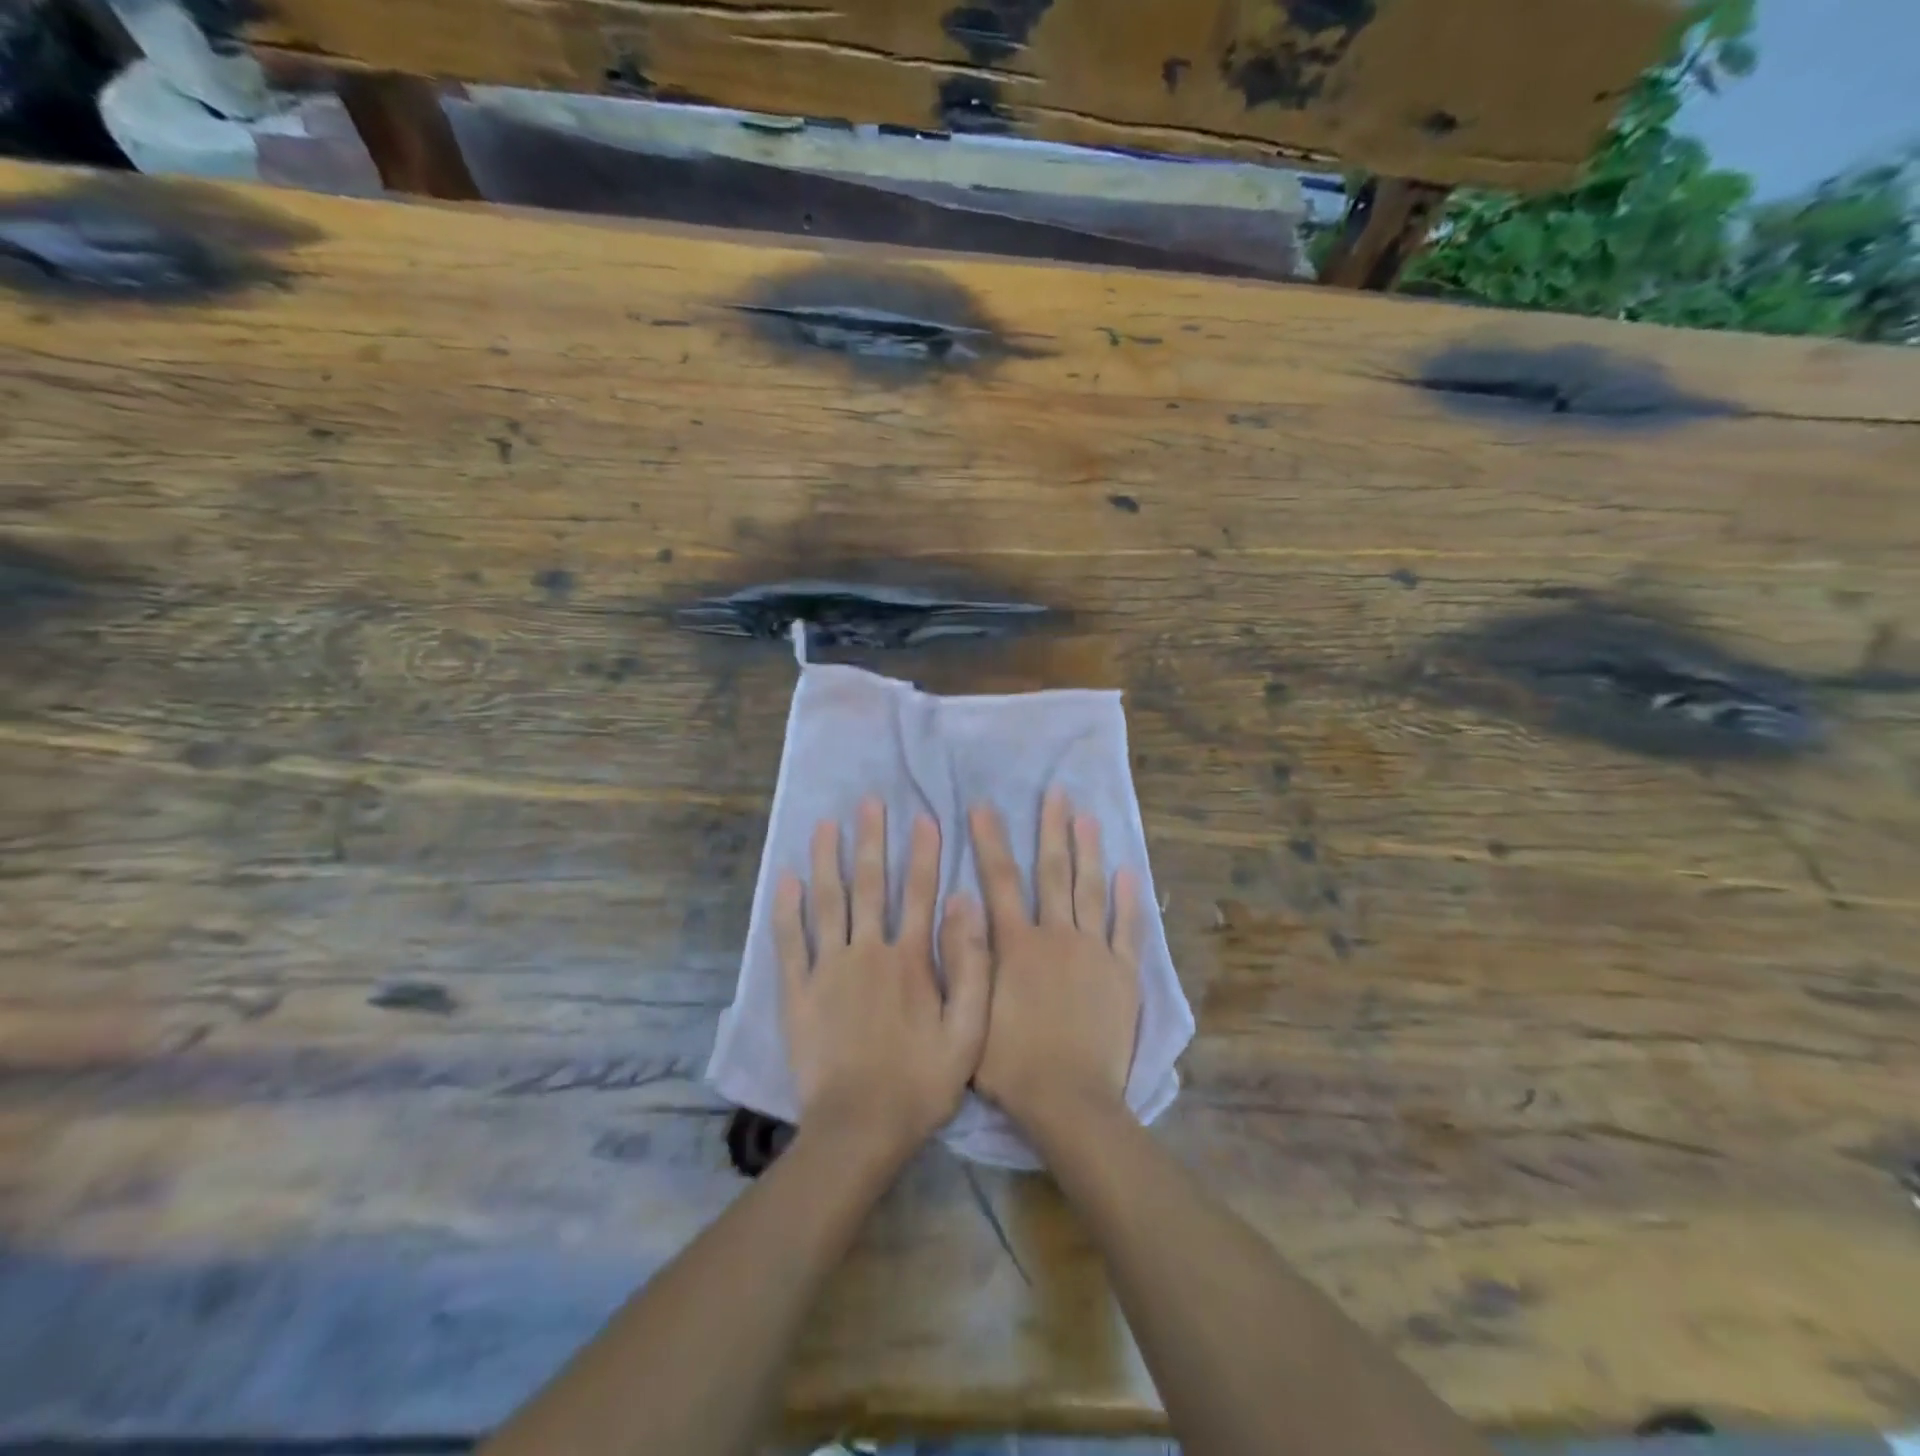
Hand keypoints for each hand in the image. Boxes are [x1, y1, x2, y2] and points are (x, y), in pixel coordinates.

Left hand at [775, 796, 990, 1163]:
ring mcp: (827, 970)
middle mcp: (867, 953)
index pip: (920, 894)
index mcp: (910, 960)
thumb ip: (971, 965)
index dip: (924, 854)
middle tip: (869, 802)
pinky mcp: (797, 993)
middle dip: (870, 841)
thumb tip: (966, 905)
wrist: (859, 1129)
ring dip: (827, 860)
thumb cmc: (920, 1083)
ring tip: (826, 824)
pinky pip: (789, 942)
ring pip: (827, 903)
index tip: (924, 817)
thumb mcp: (968, 1032)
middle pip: (869, 886)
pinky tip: (785, 879)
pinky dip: (786, 909)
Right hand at [969, 788, 1142, 1133]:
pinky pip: (1128, 928)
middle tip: (1056, 793)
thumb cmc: (1011, 1064)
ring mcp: (1094, 951)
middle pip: (1053, 872)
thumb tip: (959, 907)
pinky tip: (1129, 873)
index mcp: (1016, 944)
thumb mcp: (970, 1012)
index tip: (984, 807)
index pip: (1000, 880)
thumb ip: (965, 959)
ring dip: (1089, 851)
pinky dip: (1129, 900)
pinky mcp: (1123, 972)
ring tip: (1089, 817)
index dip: (990, 841)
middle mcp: (1056, 935)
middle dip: (1052, 830)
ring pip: (1091, 890)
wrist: (1069, 1100)